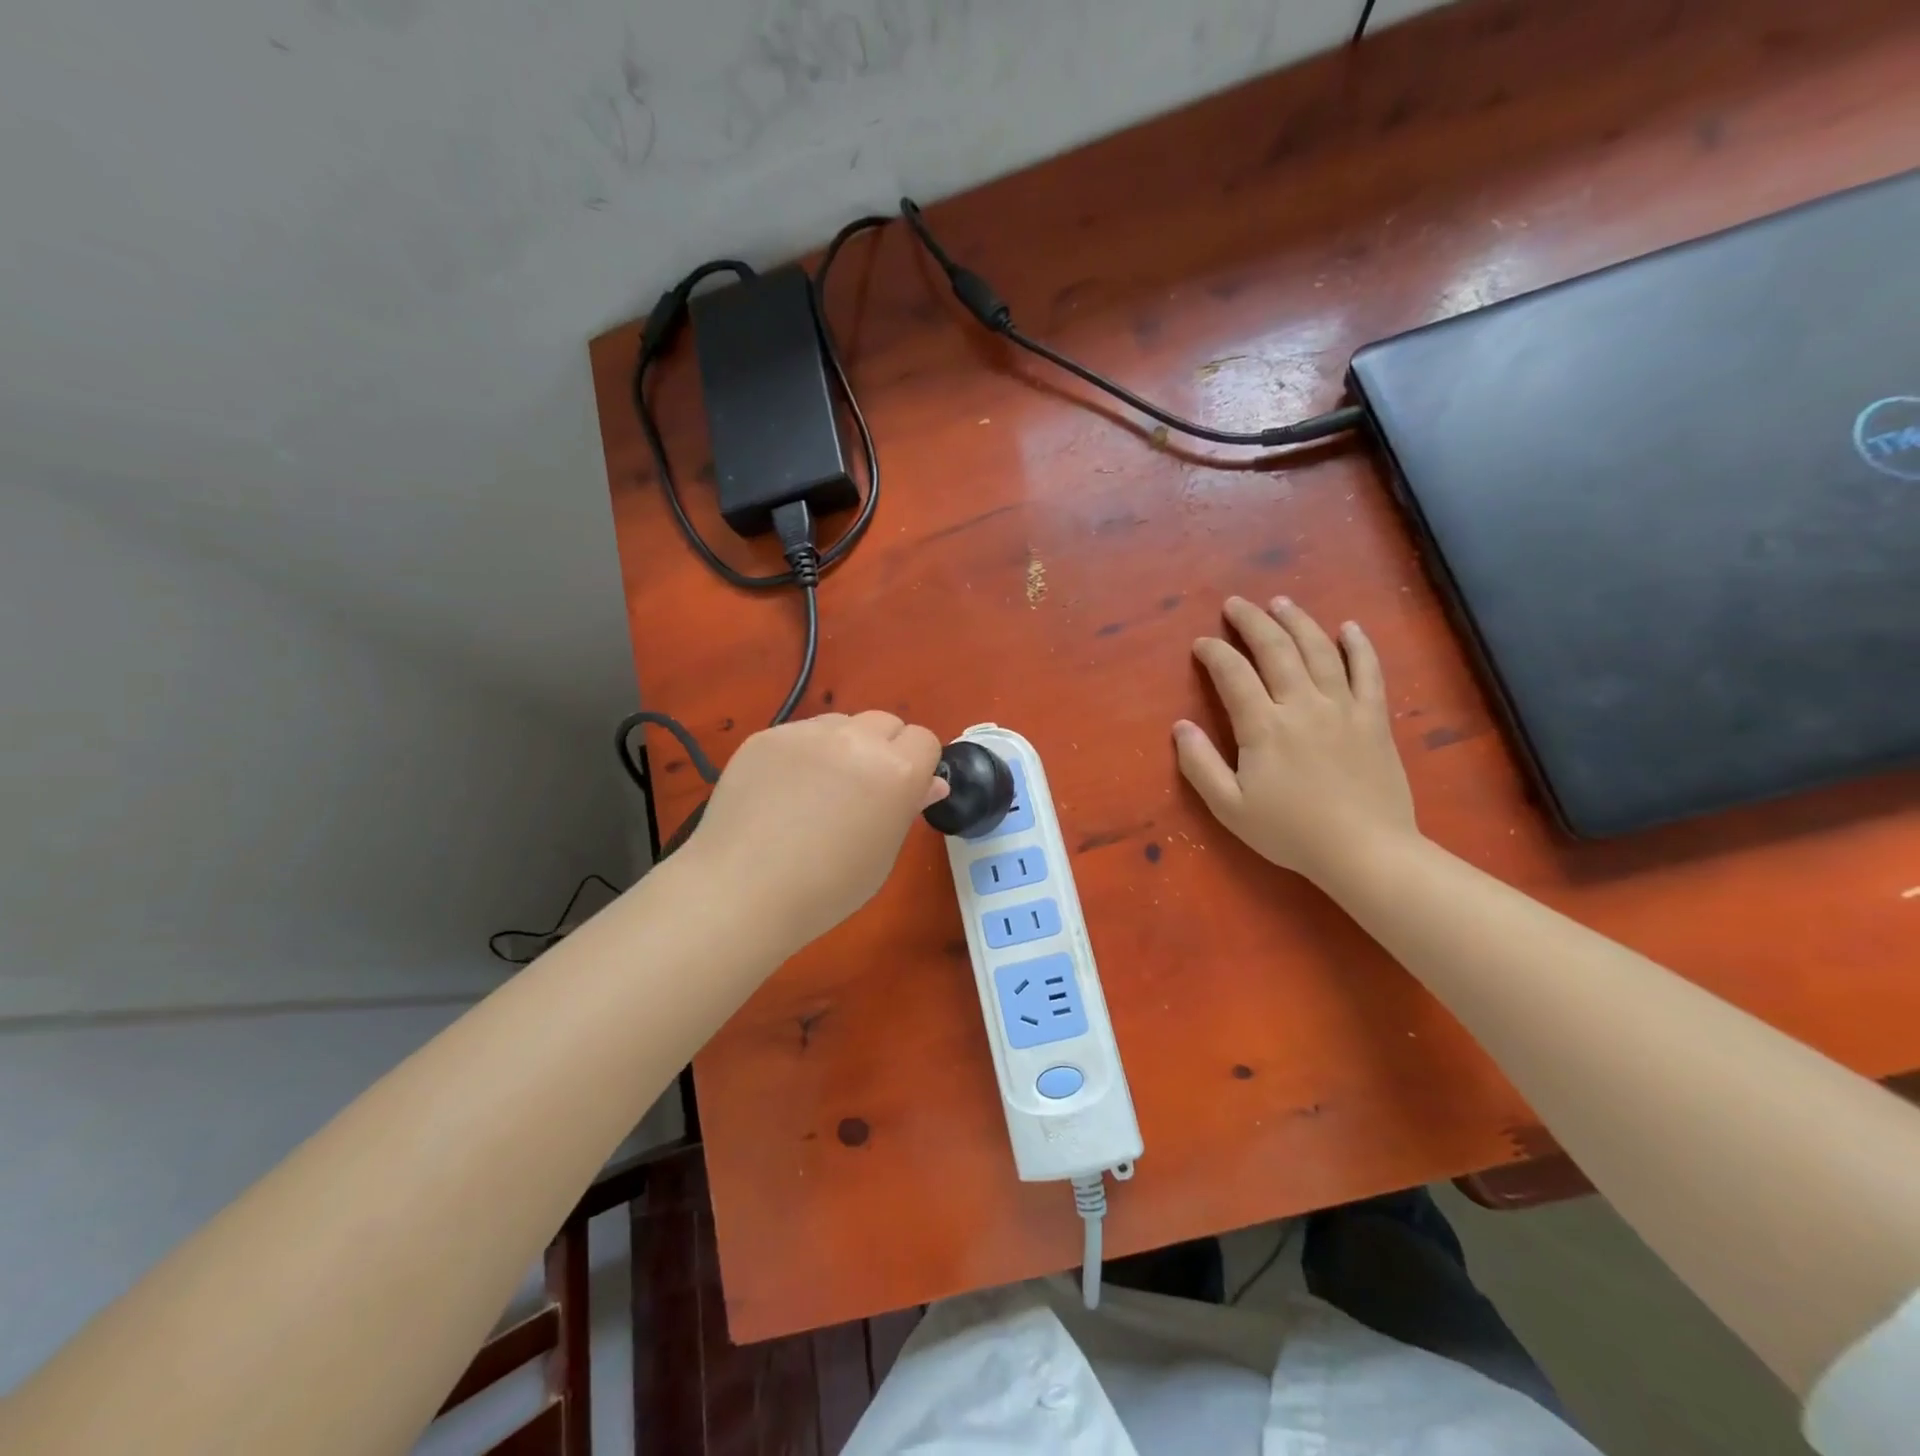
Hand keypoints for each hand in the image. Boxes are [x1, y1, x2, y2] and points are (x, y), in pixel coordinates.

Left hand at [686, 711, 946, 950]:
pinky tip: (781, 791)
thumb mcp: (882, 855)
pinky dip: (802, 754)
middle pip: (885, 722)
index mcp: (897, 770)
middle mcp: (857, 738)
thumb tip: (930, 782)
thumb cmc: (827, 888)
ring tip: (816, 790)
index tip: (900, 793)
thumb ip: (907, 808)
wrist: (743, 891)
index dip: (916, 765)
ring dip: (843, 746)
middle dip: (883, 749)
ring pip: (841, 723)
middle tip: (860, 791)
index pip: (924, 739)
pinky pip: (800, 734)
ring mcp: (808, 732)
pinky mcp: (768, 735)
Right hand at [1175, 597, 1416, 882]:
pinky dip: (1358, 645)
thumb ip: (1200, 764)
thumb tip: (1180, 726)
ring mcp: (1343, 707)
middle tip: (1235, 603)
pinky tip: (1348, 627)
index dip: (1214, 652)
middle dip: (1251, 621)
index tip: (1201, 643)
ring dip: (1297, 621)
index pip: (1233, 674)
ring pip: (1319, 649)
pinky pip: (1369, 671)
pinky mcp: (1374, 718)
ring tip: (1280, 602)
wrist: (1365, 851)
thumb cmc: (1291, 832)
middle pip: (1275, 648)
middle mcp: (1302, 704)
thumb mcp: (1230, 807)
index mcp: (1263, 726)